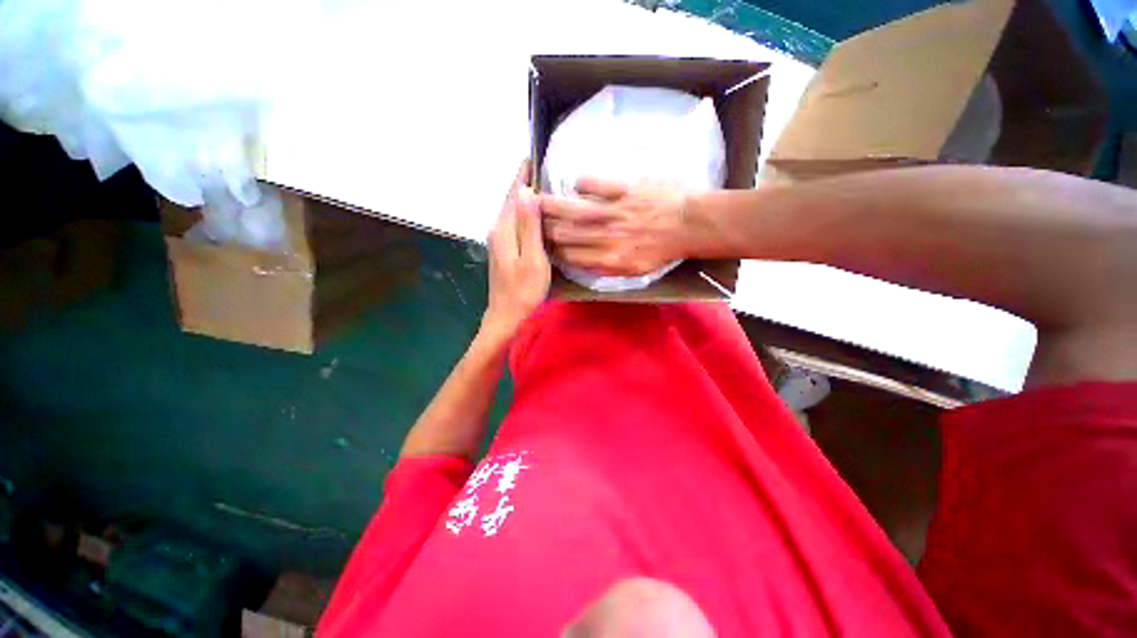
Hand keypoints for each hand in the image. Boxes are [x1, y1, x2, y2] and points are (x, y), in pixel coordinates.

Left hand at [483, 161, 550, 336]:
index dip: (522, 175)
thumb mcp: (532, 258)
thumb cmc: (523, 289)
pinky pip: (513, 224)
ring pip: (512, 212)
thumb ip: (529, 226)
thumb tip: (526, 191)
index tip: (532, 156)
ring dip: (524, 198)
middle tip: (543, 169)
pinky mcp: (503, 250)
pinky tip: (535, 216)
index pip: (514, 194)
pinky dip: (523, 214)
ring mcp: (498, 241)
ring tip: (542, 187)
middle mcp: (498, 230)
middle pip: (511, 201)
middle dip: (523, 183)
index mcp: (504, 229)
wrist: (506, 315)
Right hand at [540, 178, 693, 274]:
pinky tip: (577, 184)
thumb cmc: (664, 250)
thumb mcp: (636, 270)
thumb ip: (607, 269)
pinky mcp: (625, 190)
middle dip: (544, 227)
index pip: (570, 257)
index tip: (543, 244)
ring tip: (536, 199)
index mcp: (610, 260)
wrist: (691, 226)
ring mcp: (615, 213)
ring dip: (552, 204)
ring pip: (573, 210)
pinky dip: (582, 183)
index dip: (553, 251)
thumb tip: (584, 264)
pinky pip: (595, 184)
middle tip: (531, 220)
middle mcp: (607, 238)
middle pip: (565, 233)